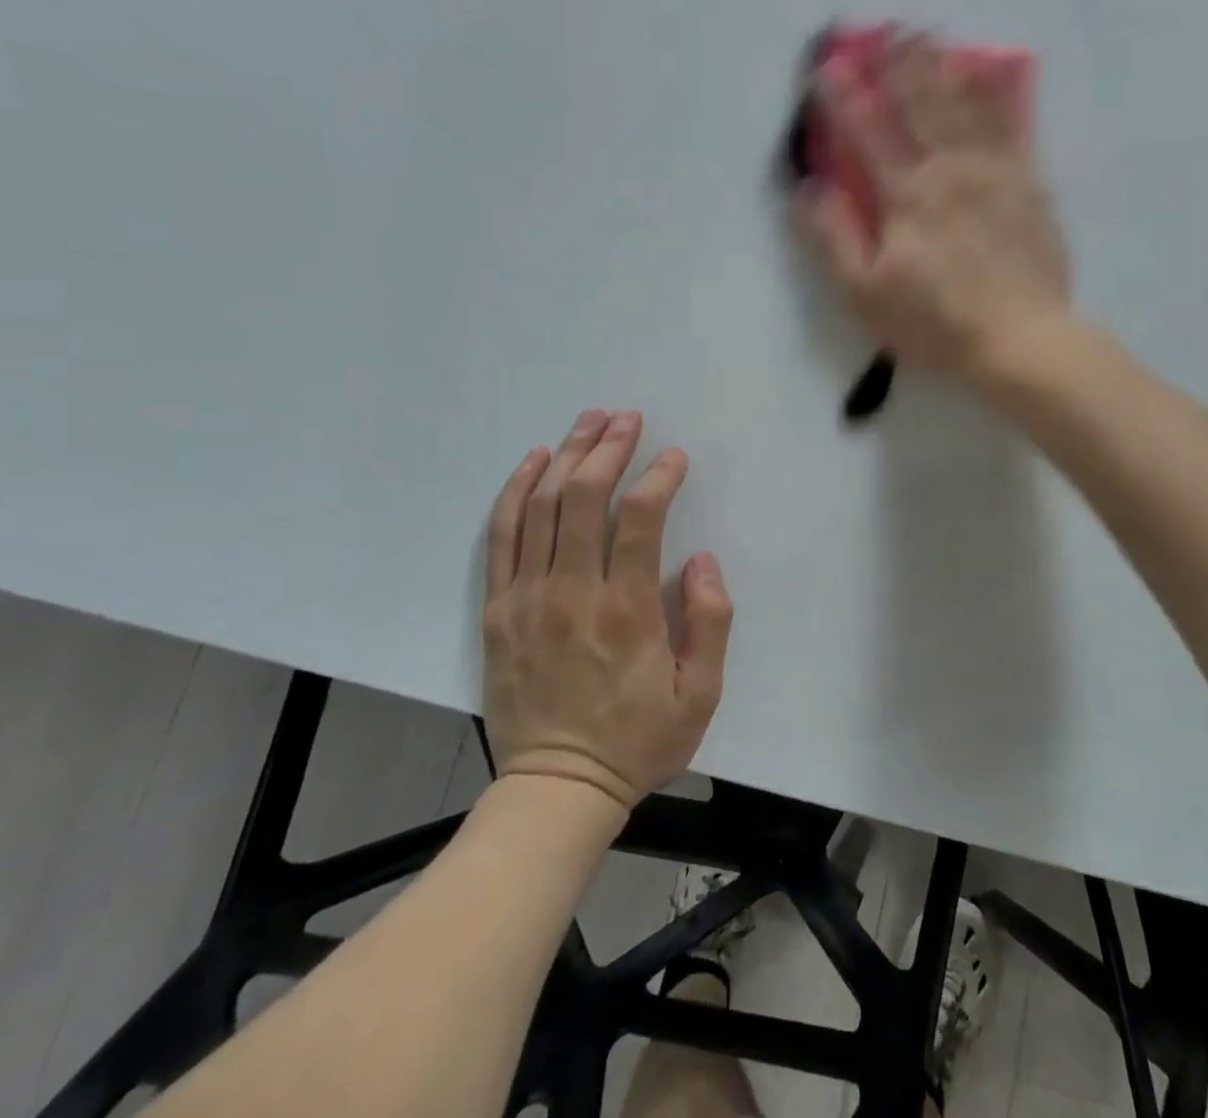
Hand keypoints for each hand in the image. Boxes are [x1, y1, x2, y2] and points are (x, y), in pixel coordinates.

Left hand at [481, 409, 732, 810]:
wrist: (557, 789)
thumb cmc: (637, 741)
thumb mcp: (700, 695)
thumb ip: (710, 621)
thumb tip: (700, 560)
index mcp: (626, 610)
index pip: (640, 519)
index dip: (659, 477)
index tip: (675, 456)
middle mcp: (572, 592)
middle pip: (585, 497)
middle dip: (609, 448)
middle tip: (626, 418)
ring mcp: (527, 598)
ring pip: (543, 507)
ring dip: (567, 456)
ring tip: (588, 422)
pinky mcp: (497, 610)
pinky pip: (502, 537)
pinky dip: (516, 492)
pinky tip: (534, 462)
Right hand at [797, 34, 1071, 385]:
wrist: (1022, 340)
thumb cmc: (936, 324)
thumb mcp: (865, 295)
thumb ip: (834, 239)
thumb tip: (809, 189)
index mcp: (906, 196)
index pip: (867, 131)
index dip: (844, 95)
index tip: (828, 64)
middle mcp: (949, 169)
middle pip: (920, 103)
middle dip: (899, 62)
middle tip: (886, 27)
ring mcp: (994, 172)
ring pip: (965, 104)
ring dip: (942, 65)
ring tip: (930, 34)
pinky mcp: (1029, 184)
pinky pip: (1010, 125)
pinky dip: (994, 95)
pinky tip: (988, 75)